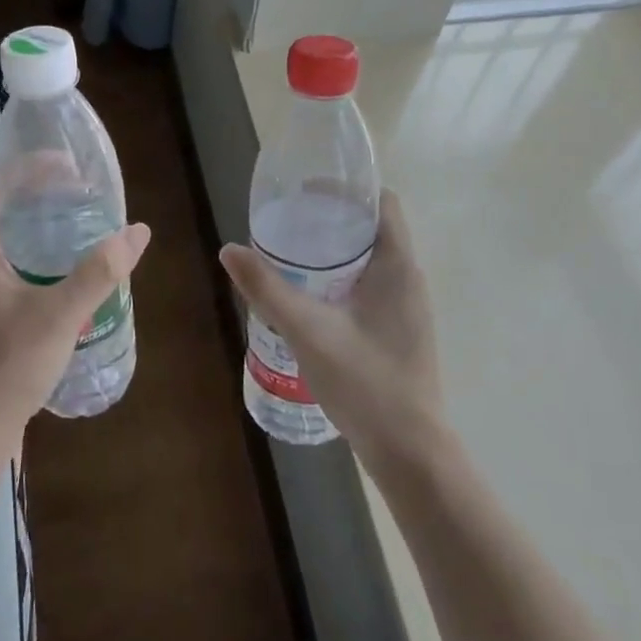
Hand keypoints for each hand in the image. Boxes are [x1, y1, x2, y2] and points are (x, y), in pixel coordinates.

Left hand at [0, 170, 150, 453]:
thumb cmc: (9, 363)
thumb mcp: (61, 314)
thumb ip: (100, 271)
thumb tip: (138, 231)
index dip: (29, 165)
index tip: (68, 165)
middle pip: (0, 204)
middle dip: (39, 190)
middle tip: (81, 190)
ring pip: (2, 234)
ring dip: (35, 220)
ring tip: (76, 219)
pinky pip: (4, 260)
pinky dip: (31, 248)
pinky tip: (61, 266)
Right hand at [220, 190, 444, 466]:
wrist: (410, 451)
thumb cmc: (365, 382)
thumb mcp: (307, 331)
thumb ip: (267, 289)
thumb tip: (229, 250)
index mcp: (398, 266)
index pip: (383, 203)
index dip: (349, 189)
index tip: (308, 189)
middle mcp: (409, 278)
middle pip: (374, 228)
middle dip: (333, 218)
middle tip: (289, 220)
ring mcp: (408, 307)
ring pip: (372, 259)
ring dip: (337, 250)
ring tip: (293, 254)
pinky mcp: (400, 329)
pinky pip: (372, 285)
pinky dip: (344, 277)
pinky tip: (312, 297)